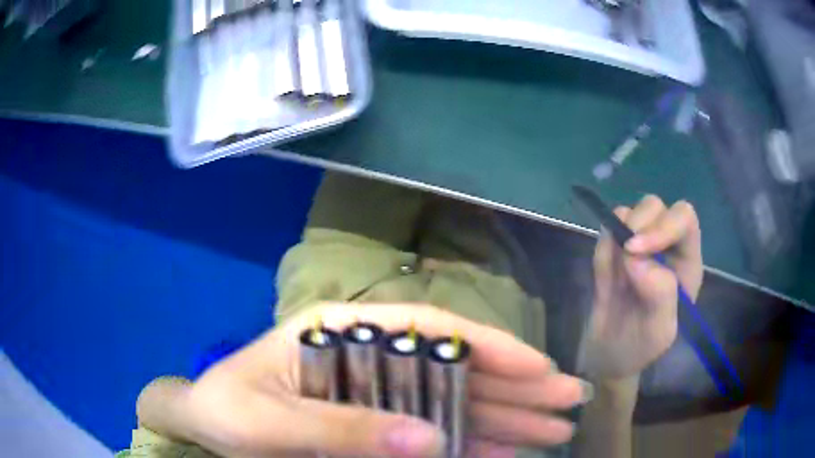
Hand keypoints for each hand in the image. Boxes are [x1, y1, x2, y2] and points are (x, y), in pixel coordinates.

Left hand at [137, 303, 591, 457]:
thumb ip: (345, 429)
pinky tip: (509, 451)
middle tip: (570, 400)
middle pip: (457, 367)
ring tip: (555, 429)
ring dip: (508, 417)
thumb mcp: (274, 419)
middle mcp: (373, 354)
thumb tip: (429, 440)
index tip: (539, 368)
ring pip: (457, 402)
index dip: (491, 347)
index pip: (431, 329)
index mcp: (345, 330)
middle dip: (517, 386)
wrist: (206, 423)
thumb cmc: (228, 407)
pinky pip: (437, 433)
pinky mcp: (379, 424)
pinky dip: (474, 443)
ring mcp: (380, 391)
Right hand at [582, 195, 702, 380]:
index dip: (663, 225)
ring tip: (614, 274)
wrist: (608, 356)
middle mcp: (666, 246)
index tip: (634, 249)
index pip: (684, 220)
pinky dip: (602, 247)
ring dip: (617, 236)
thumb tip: (635, 255)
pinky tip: (605, 276)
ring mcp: (639, 245)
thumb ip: (660, 293)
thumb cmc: (640, 347)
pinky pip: (606, 229)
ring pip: (630, 211)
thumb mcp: (659, 332)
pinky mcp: (614, 248)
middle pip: (657, 206)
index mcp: (687, 262)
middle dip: (638, 224)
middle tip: (623, 254)